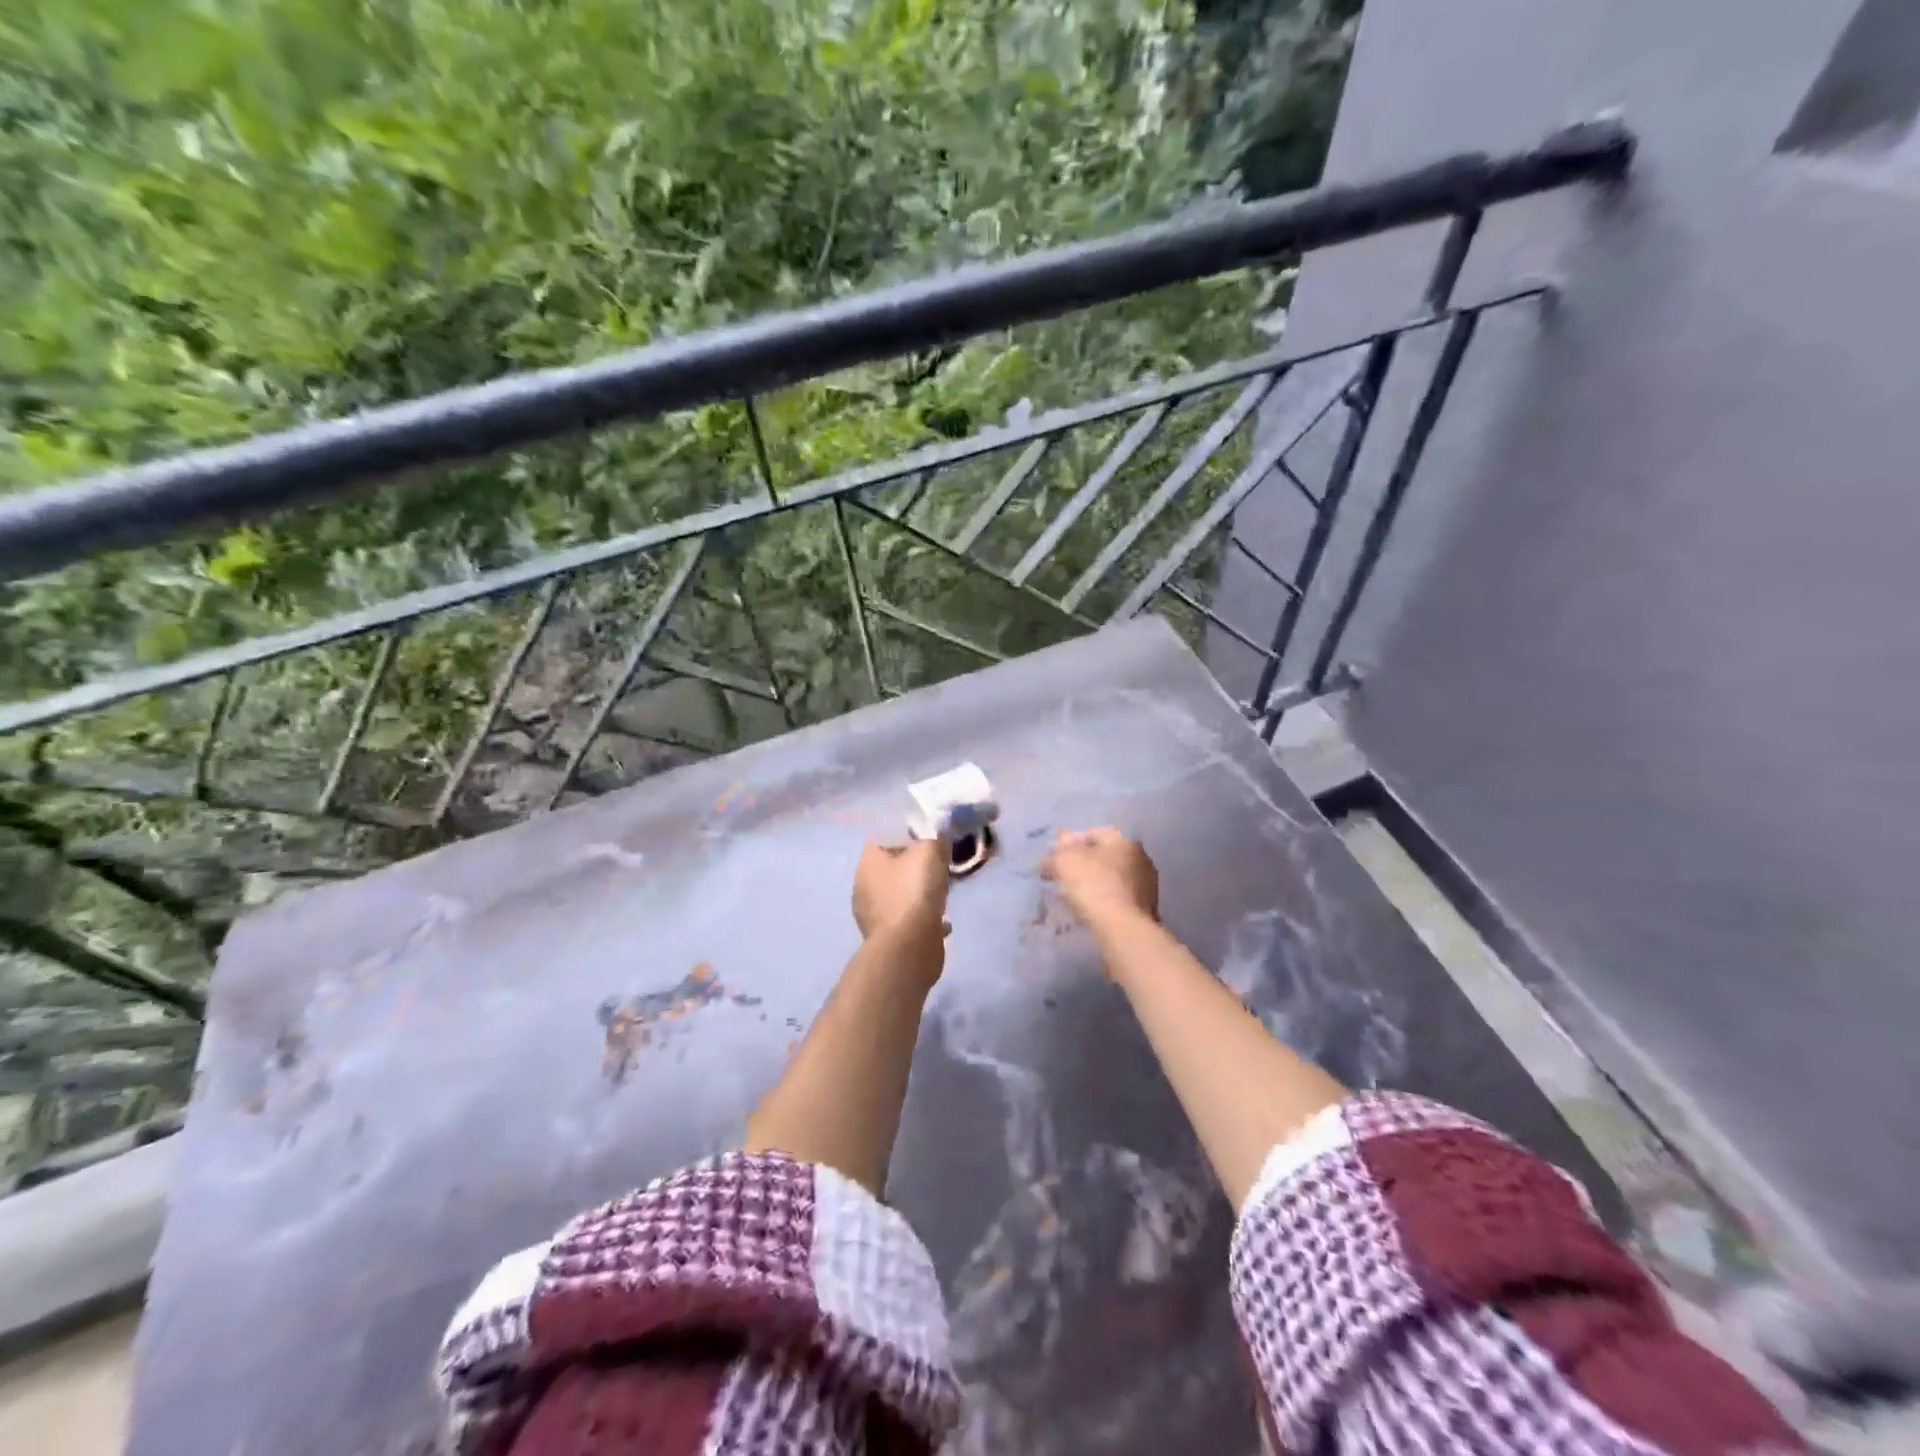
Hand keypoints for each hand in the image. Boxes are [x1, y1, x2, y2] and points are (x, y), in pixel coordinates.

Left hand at [852, 838, 950, 941]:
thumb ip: (934, 840)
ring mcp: (874, 915)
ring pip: (901, 895)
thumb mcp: (929, 852)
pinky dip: (924, 919)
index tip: (929, 837)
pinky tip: (942, 922)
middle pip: (892, 867)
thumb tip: (937, 840)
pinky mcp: (888, 938)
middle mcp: (864, 886)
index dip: (907, 834)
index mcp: (868, 862)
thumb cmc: (914, 892)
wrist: (910, 947)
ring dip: (919, 894)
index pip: (884, 837)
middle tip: (939, 864)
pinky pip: (909, 920)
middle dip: (915, 866)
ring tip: (942, 893)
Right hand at [1041, 827, 1158, 929]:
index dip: (1069, 843)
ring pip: (1111, 879)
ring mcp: (1146, 886)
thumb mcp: (1065, 862)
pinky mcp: (1144, 911)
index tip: (1052, 857)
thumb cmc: (1093, 885)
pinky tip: (1086, 911)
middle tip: (1059, 875)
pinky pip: (1116, 899)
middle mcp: (1140, 859)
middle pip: (1104, 857)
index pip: (1093, 833)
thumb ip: (1056, 854)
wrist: (1121, 929)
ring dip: (1091, 884)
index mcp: (1125, 840)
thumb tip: (1050, 855)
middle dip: (1081, 864)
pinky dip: (1101, 901)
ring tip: (1069, 896)